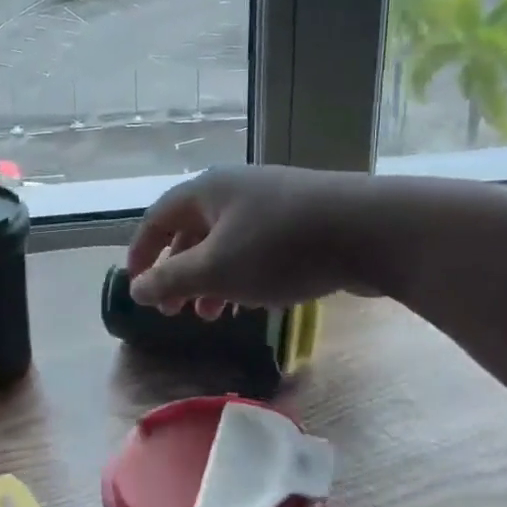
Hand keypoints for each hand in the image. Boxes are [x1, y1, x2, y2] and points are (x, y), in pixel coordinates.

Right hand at [125, 166, 380, 315]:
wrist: (371, 231)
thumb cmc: (279, 248)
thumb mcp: (215, 270)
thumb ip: (170, 280)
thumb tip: (135, 288)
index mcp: (206, 191)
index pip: (157, 218)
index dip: (140, 253)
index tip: (135, 287)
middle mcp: (234, 190)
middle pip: (190, 231)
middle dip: (177, 273)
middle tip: (173, 312)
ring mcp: (270, 202)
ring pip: (225, 243)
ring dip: (210, 280)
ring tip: (210, 316)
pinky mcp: (301, 220)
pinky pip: (256, 247)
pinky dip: (242, 275)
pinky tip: (251, 302)